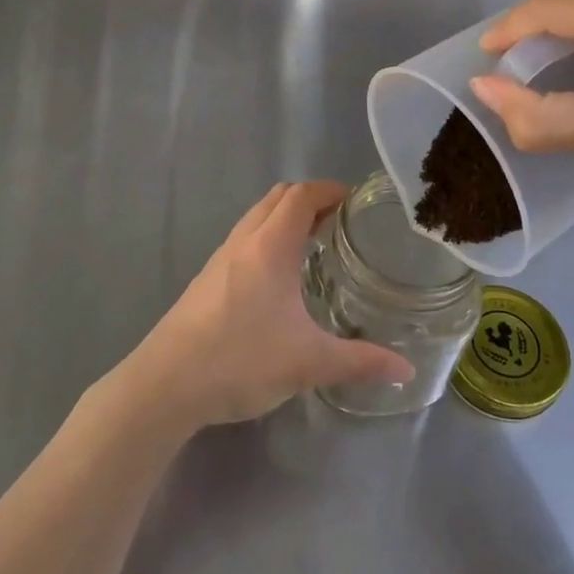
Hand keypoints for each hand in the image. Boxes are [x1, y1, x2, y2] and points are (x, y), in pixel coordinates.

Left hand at [125, 181, 415, 430]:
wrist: (166, 383)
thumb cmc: (240, 360)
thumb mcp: (308, 363)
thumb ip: (360, 362)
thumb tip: (408, 370)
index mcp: (270, 247)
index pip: (301, 196)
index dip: (328, 190)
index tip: (354, 200)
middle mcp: (243, 242)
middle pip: (277, 198)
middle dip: (309, 199)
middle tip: (339, 221)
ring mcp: (220, 259)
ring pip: (256, 218)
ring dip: (284, 218)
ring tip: (313, 244)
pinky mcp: (206, 280)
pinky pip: (243, 241)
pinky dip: (266, 239)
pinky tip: (278, 278)